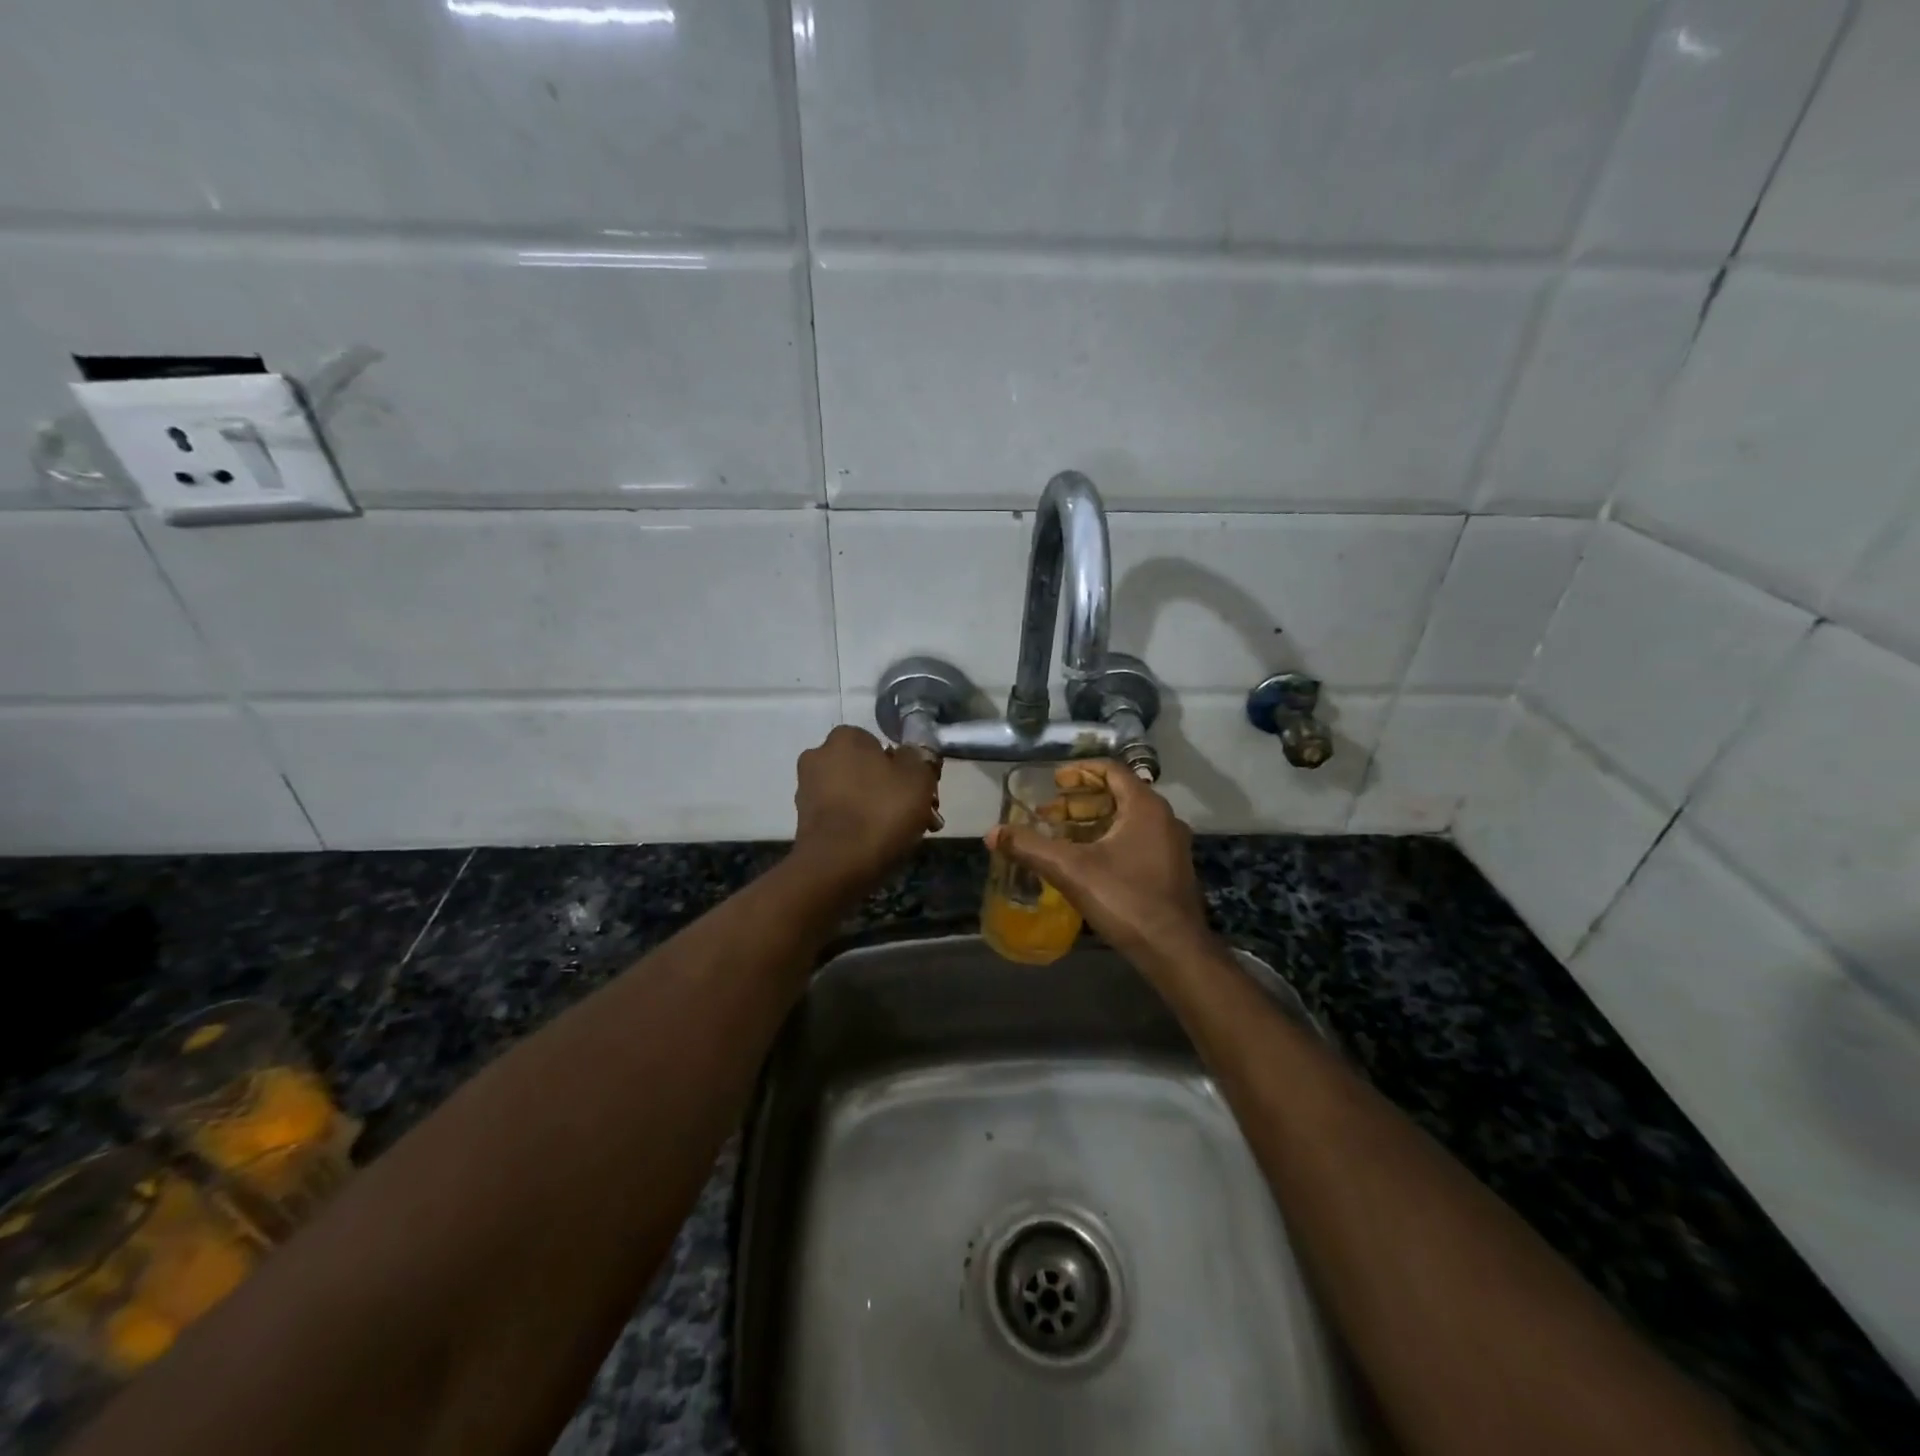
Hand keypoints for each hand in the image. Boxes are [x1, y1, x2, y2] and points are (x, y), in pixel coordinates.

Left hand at [794, 726, 941, 887]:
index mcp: (845, 737)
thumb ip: (919, 759)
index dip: (903, 767)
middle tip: (913, 816)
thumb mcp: (918, 778)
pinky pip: (840, 816)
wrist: (837, 866)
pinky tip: (874, 845)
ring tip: (898, 835)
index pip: (880, 744)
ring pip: (853, 794)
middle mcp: (819, 756)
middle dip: (888, 789)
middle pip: (865, 769)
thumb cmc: (881, 812)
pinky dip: (856, 826)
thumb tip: (911, 754)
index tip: (918, 792)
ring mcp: (807, 789)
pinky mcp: (803, 821)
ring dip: (873, 808)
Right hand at [985, 761, 1213, 970]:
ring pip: (1126, 819)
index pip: (1111, 771)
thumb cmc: (1126, 900)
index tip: (1053, 782)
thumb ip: (1030, 847)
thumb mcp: (1071, 870)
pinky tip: (1084, 860)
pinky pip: (1135, 839)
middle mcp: (1163, 817)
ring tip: (1060, 836)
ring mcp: (1170, 844)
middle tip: (1048, 814)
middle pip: (1117, 794)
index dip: (1079, 772)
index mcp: (1145, 806)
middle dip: (1079, 801)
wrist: (1175, 951)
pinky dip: (1107, 839)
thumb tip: (992, 833)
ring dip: (1092, 822)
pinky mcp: (1170, 868)